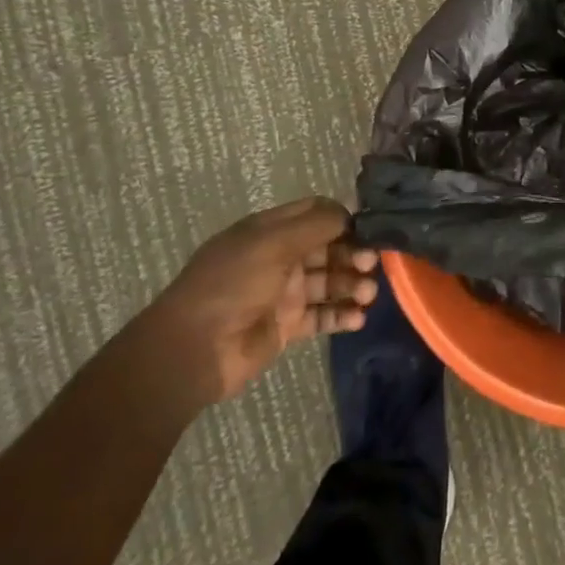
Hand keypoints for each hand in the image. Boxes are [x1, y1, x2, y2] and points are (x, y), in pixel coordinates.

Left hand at [145, 198, 378, 405]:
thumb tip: (351, 215)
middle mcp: (279, 258)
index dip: (343, 219)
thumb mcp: (273, 243)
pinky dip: (342, 315)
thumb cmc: (232, 285)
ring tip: (367, 295)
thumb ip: (316, 225)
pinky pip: (323, 315)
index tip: (368, 229)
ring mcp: (283, 293)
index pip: (316, 214)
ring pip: (329, 282)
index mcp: (269, 231)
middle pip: (328, 248)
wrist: (193, 351)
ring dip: (352, 285)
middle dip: (353, 253)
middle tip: (371, 265)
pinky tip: (358, 319)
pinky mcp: (287, 327)